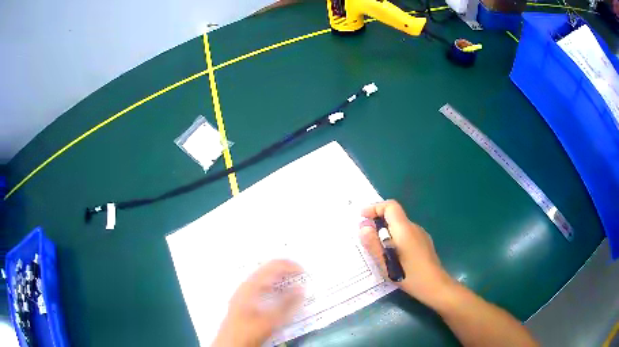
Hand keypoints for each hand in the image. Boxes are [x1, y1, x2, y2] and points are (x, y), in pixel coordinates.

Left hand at [212, 260, 304, 346]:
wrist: (230, 343)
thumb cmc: (250, 331)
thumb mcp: (271, 320)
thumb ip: (287, 304)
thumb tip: (301, 288)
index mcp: (251, 286)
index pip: (272, 266)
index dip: (289, 265)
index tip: (304, 271)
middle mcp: (246, 285)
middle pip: (267, 269)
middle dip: (285, 270)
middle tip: (301, 276)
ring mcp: (243, 291)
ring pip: (263, 277)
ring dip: (279, 277)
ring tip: (293, 283)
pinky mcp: (243, 299)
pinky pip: (260, 285)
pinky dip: (272, 285)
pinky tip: (278, 293)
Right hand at [359, 200, 454, 306]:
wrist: (435, 285)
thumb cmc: (408, 275)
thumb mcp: (385, 263)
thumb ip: (373, 244)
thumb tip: (363, 227)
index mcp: (404, 229)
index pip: (390, 206)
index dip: (375, 208)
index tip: (362, 217)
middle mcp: (414, 227)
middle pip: (394, 216)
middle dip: (378, 222)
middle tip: (366, 237)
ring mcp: (421, 235)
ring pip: (400, 227)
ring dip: (387, 232)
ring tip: (378, 249)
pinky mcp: (424, 243)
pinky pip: (406, 234)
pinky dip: (396, 238)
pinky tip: (393, 256)